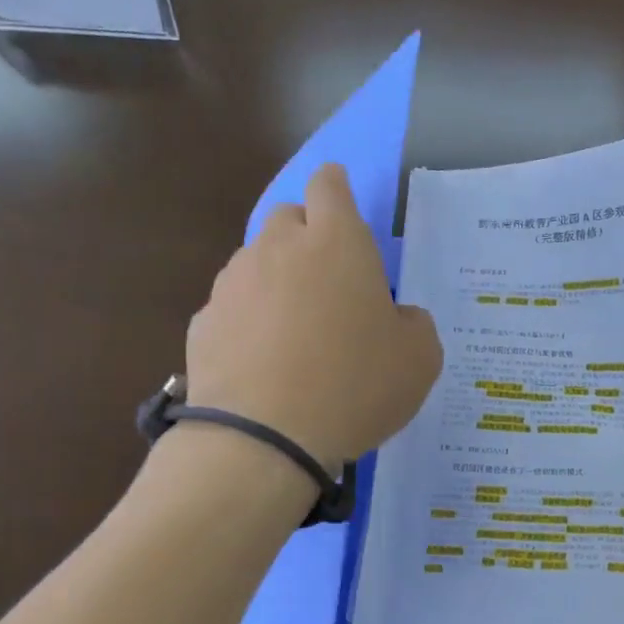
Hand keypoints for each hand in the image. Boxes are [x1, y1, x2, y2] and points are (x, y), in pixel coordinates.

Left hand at [185, 164, 442, 470]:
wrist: (264, 438)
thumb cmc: (355, 387)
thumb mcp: (419, 360)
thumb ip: (414, 324)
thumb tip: (396, 317)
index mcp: (338, 244)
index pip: (330, 185)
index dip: (337, 188)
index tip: (343, 207)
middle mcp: (279, 248)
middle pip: (288, 218)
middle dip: (307, 237)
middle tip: (329, 282)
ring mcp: (233, 283)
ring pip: (256, 262)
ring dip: (277, 282)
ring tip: (294, 332)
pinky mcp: (204, 322)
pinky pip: (233, 308)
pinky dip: (248, 323)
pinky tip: (263, 363)